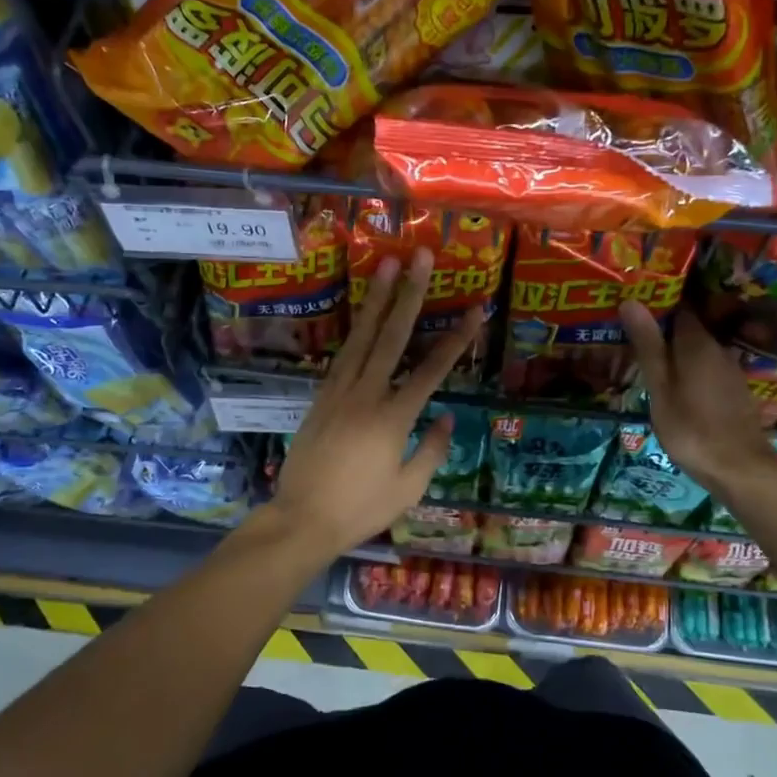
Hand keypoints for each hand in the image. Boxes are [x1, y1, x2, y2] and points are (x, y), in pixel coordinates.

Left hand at [266, 249, 481, 560]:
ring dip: (376, 299)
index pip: (431, 370)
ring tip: (387, 265)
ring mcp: (339, 392)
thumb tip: (447, 417)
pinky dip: (356, 330)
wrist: (302, 518)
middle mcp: (366, 395)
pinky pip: (343, 355)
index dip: (456, 338)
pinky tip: (364, 314)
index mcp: (393, 418)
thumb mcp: (408, 489)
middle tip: (419, 257)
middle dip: (409, 294)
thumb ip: (431, 450)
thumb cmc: (360, 509)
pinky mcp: (321, 396)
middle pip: (392, 337)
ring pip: (362, 337)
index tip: (474, 309)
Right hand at [618, 299, 776, 491]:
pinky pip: (705, 365)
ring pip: (696, 348)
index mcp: (697, 343)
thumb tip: (631, 300)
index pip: (678, 306)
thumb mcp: (660, 387)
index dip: (656, 302)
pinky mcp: (732, 389)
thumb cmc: (691, 427)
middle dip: (662, 325)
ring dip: (674, 347)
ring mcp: (728, 370)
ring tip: (645, 352)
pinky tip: (672, 379)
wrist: (739, 468)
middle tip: (630, 328)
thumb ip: (647, 345)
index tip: (632, 301)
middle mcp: (717, 348)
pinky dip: (687, 365)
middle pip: (687, 327)